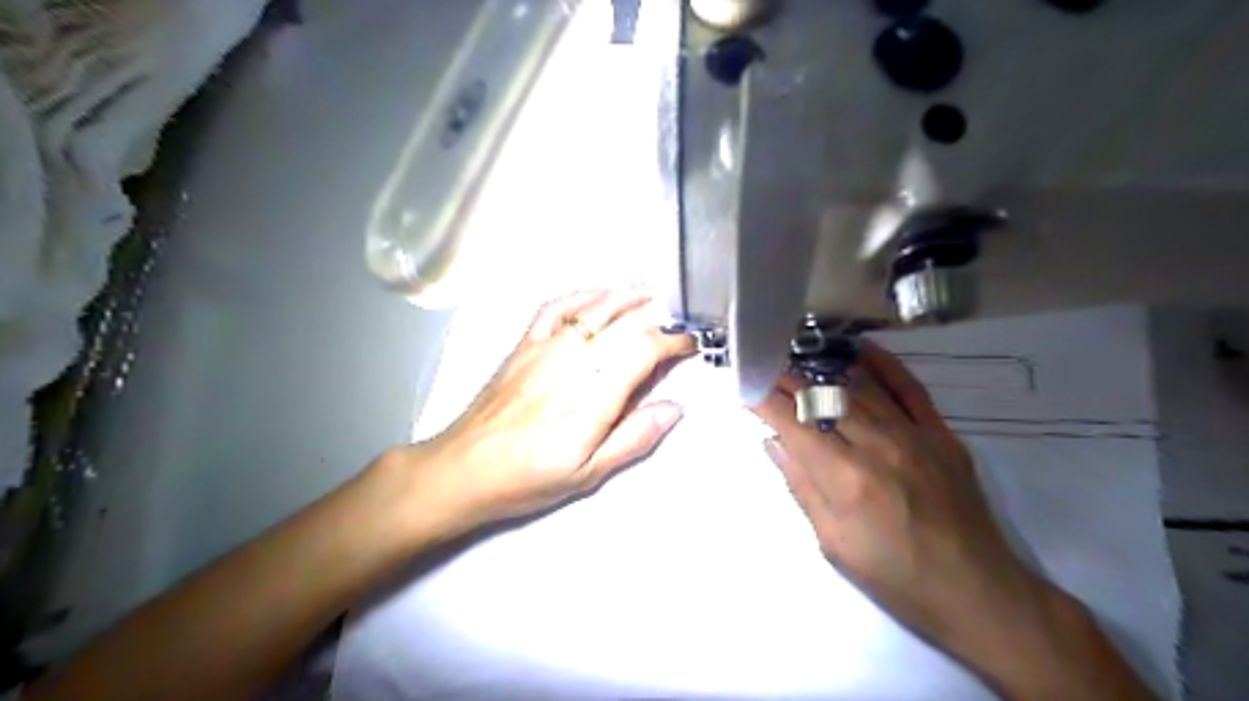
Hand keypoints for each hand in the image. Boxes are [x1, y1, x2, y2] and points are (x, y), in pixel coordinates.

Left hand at [407, 286, 692, 533]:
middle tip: (676, 319)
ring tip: (650, 290)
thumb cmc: (528, 478)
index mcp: (593, 397)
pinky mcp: (524, 344)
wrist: (463, 468)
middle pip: (624, 324)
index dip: (672, 341)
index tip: (689, 344)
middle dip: (657, 317)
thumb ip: (634, 438)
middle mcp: (572, 362)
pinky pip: (555, 308)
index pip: (643, 350)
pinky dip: (581, 295)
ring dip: (626, 295)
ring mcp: (545, 348)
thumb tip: (674, 408)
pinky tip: (597, 294)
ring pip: (593, 307)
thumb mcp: (588, 473)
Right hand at [757, 344, 1046, 661]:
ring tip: (798, 358)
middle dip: (787, 380)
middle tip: (766, 368)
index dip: (764, 400)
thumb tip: (774, 443)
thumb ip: (803, 487)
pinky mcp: (941, 433)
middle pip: (822, 399)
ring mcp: (913, 434)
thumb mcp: (834, 543)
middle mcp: (877, 444)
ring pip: (859, 387)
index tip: (745, 386)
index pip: (794, 423)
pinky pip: (909, 388)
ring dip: (823, 370)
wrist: (977, 593)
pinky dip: (883, 365)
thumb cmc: (895, 577)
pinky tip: (859, 350)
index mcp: (845, 477)